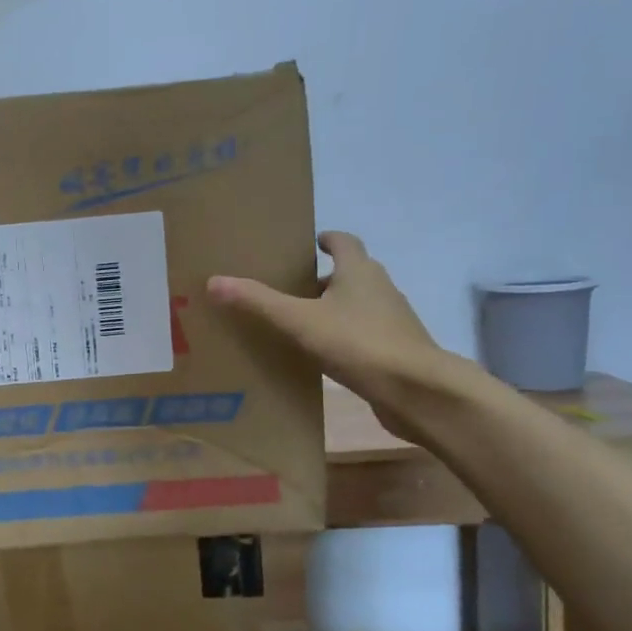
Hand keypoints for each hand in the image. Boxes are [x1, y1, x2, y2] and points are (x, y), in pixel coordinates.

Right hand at [208, 232, 455, 438]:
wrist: (417, 391)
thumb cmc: (359, 343)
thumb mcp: (300, 321)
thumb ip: (258, 302)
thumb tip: (214, 281)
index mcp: (360, 271)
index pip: (345, 241)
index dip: (327, 239)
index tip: (310, 243)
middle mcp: (380, 288)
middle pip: (351, 273)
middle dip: (324, 277)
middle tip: (291, 287)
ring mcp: (392, 320)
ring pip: (358, 305)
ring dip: (334, 308)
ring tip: (300, 322)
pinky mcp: (395, 349)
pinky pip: (364, 334)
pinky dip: (344, 336)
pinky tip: (323, 355)